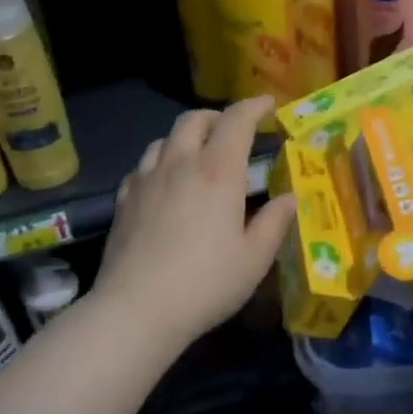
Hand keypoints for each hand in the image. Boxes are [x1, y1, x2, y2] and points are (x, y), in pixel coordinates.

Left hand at [93, 97, 296, 349]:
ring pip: (165, 138)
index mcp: (218, 171)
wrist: (136, 309)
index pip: (237, 120)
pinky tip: (167, 184)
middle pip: (194, 119)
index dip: (254, 106)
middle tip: (234, 132)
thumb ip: (275, 222)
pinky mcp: (123, 199)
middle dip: (218, 117)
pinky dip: (162, 162)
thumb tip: (289, 198)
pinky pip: (144, 165)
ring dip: (187, 137)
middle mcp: (180, 163)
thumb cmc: (206, 283)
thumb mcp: (254, 258)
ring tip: (199, 156)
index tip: (268, 105)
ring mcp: (146, 179)